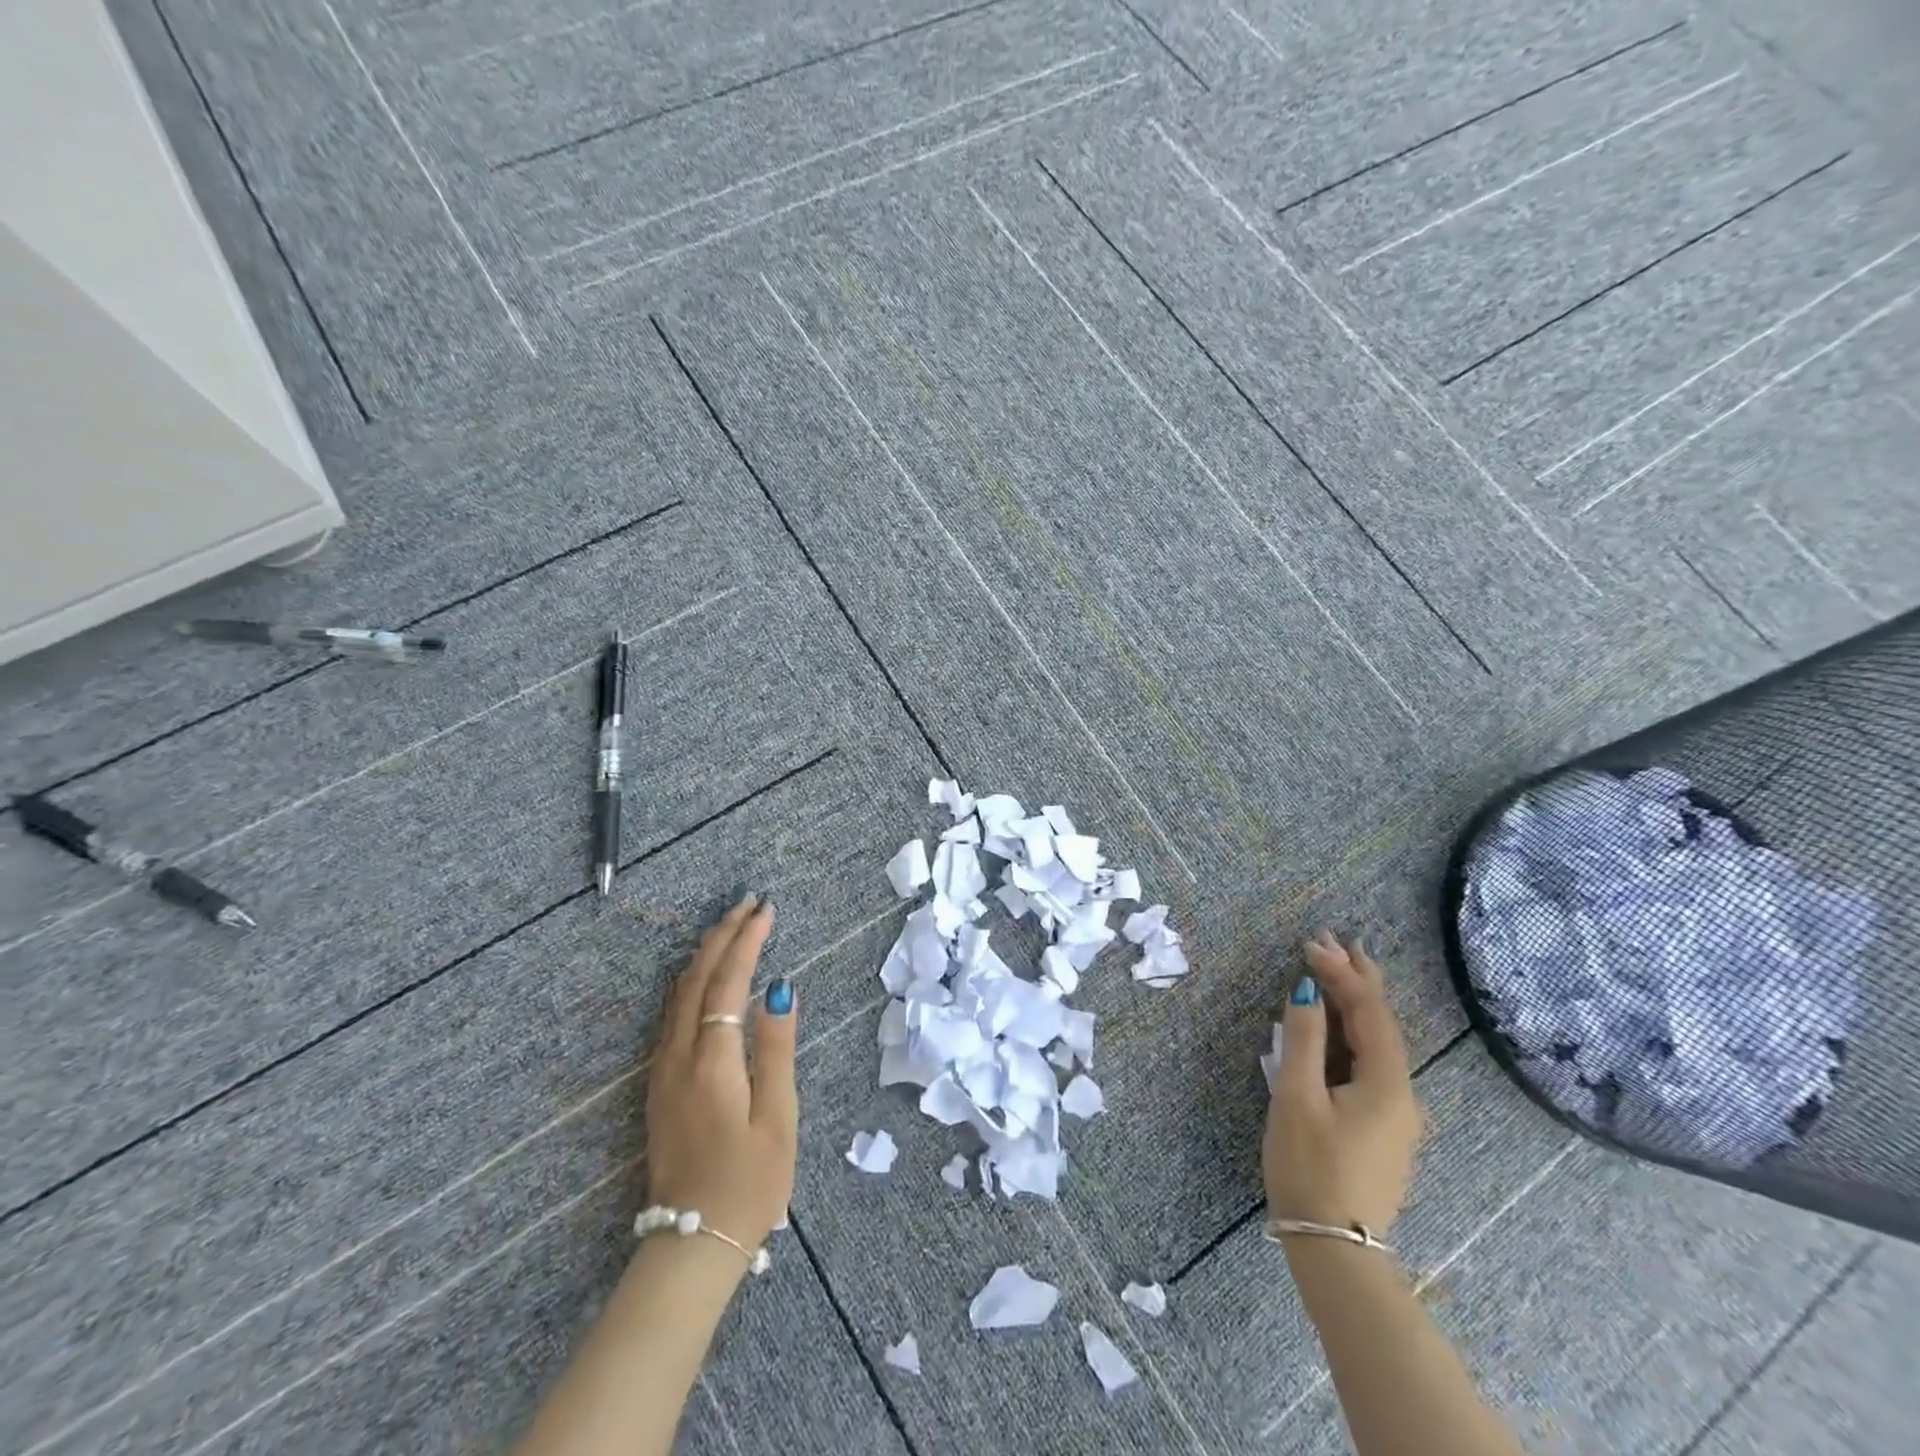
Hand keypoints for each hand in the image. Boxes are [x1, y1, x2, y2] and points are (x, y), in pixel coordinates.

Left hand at [644, 894, 797, 1252]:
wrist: (692, 1243)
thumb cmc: (750, 1182)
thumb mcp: (778, 1116)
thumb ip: (777, 1049)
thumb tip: (779, 988)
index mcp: (712, 1061)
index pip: (728, 982)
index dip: (747, 941)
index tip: (765, 910)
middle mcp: (678, 1056)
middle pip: (697, 979)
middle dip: (723, 936)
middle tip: (747, 904)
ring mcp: (662, 1071)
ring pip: (678, 994)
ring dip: (704, 955)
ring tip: (729, 927)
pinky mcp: (659, 1085)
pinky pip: (672, 1014)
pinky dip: (691, 981)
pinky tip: (703, 977)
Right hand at [1263, 930, 1422, 1234]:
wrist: (1335, 1249)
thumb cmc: (1311, 1167)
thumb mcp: (1297, 1097)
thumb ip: (1302, 1038)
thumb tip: (1307, 988)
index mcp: (1387, 1083)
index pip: (1369, 1011)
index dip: (1341, 973)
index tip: (1310, 944)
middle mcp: (1403, 1095)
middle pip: (1382, 1024)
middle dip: (1359, 979)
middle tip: (1338, 941)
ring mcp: (1396, 1116)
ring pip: (1378, 1045)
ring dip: (1356, 1004)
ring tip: (1339, 971)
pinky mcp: (1382, 1131)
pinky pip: (1371, 1065)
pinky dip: (1354, 1034)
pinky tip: (1339, 1029)